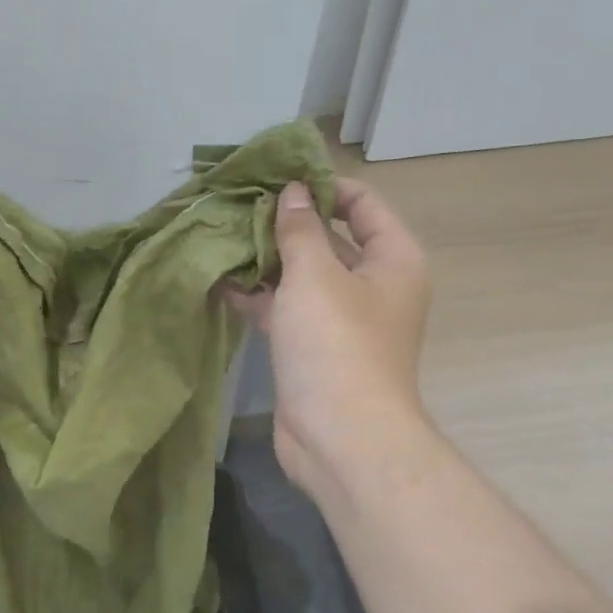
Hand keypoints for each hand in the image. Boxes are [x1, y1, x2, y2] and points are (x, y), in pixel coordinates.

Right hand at [229, 178, 432, 500]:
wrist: (340, 436)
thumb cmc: (337, 344)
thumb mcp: (315, 275)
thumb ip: (301, 228)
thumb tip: (294, 191)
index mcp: (392, 260)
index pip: (363, 204)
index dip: (324, 185)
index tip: (278, 176)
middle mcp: (373, 285)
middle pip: (330, 239)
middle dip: (287, 222)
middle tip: (238, 203)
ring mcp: (341, 320)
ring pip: (303, 276)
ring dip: (267, 259)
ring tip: (222, 235)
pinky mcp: (312, 348)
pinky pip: (286, 309)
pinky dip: (258, 296)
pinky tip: (220, 281)